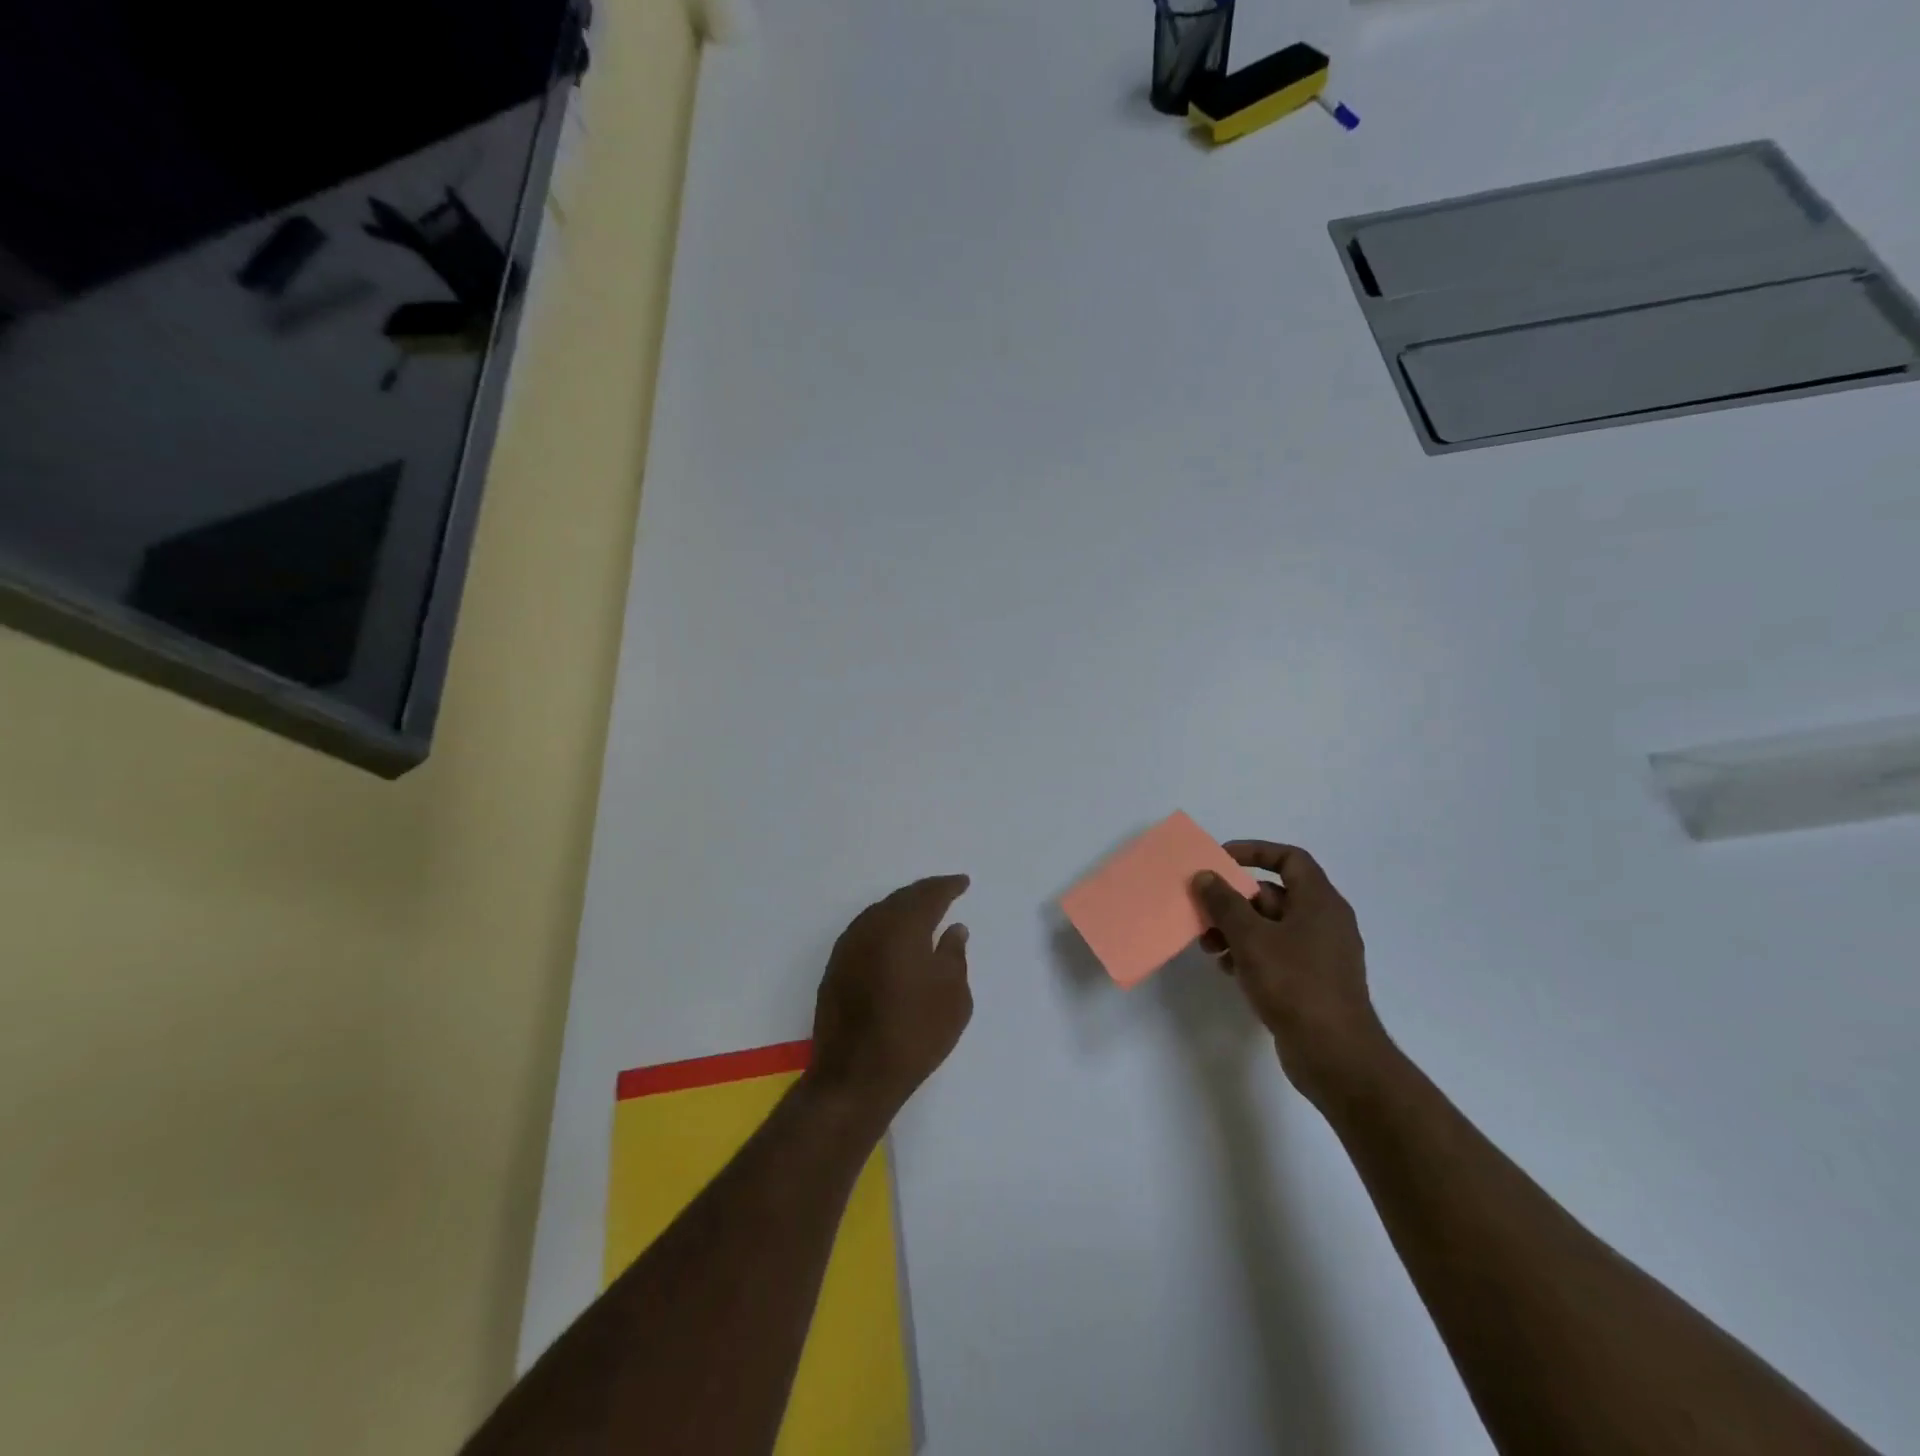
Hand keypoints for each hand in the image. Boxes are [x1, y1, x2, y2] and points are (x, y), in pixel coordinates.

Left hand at [807, 875, 973, 1122]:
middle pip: (901, 899)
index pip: (929, 895)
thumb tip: (953, 929)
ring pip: (879, 913)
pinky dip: (884, 928)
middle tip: (944, 893)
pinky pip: (865, 932)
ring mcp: (848, 946)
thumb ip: (954, 955)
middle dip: (924, 893)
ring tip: (922, 914)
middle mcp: (871, 926)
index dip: (948, 886)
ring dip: (902, 909)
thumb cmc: (915, 1034)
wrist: (855, 1076)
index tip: (963, 882)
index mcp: (903, 926)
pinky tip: (894, 940)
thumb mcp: (953, 996)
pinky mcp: (835, 967)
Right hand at [1193, 843, 1387, 1106]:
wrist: (1336, 1056)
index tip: (1220, 858)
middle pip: (1274, 894)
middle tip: (1202, 910)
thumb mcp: (1251, 938)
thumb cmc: (1295, 984)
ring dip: (1236, 930)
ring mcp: (1320, 954)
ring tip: (1208, 946)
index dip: (1254, 852)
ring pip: (1271, 927)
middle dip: (1234, 900)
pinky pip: (1276, 954)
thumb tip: (1205, 875)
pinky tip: (1226, 969)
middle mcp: (1325, 922)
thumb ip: (1224, 903)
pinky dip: (1249, 954)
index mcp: (1320, 902)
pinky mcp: (1312, 982)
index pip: (1289, 858)